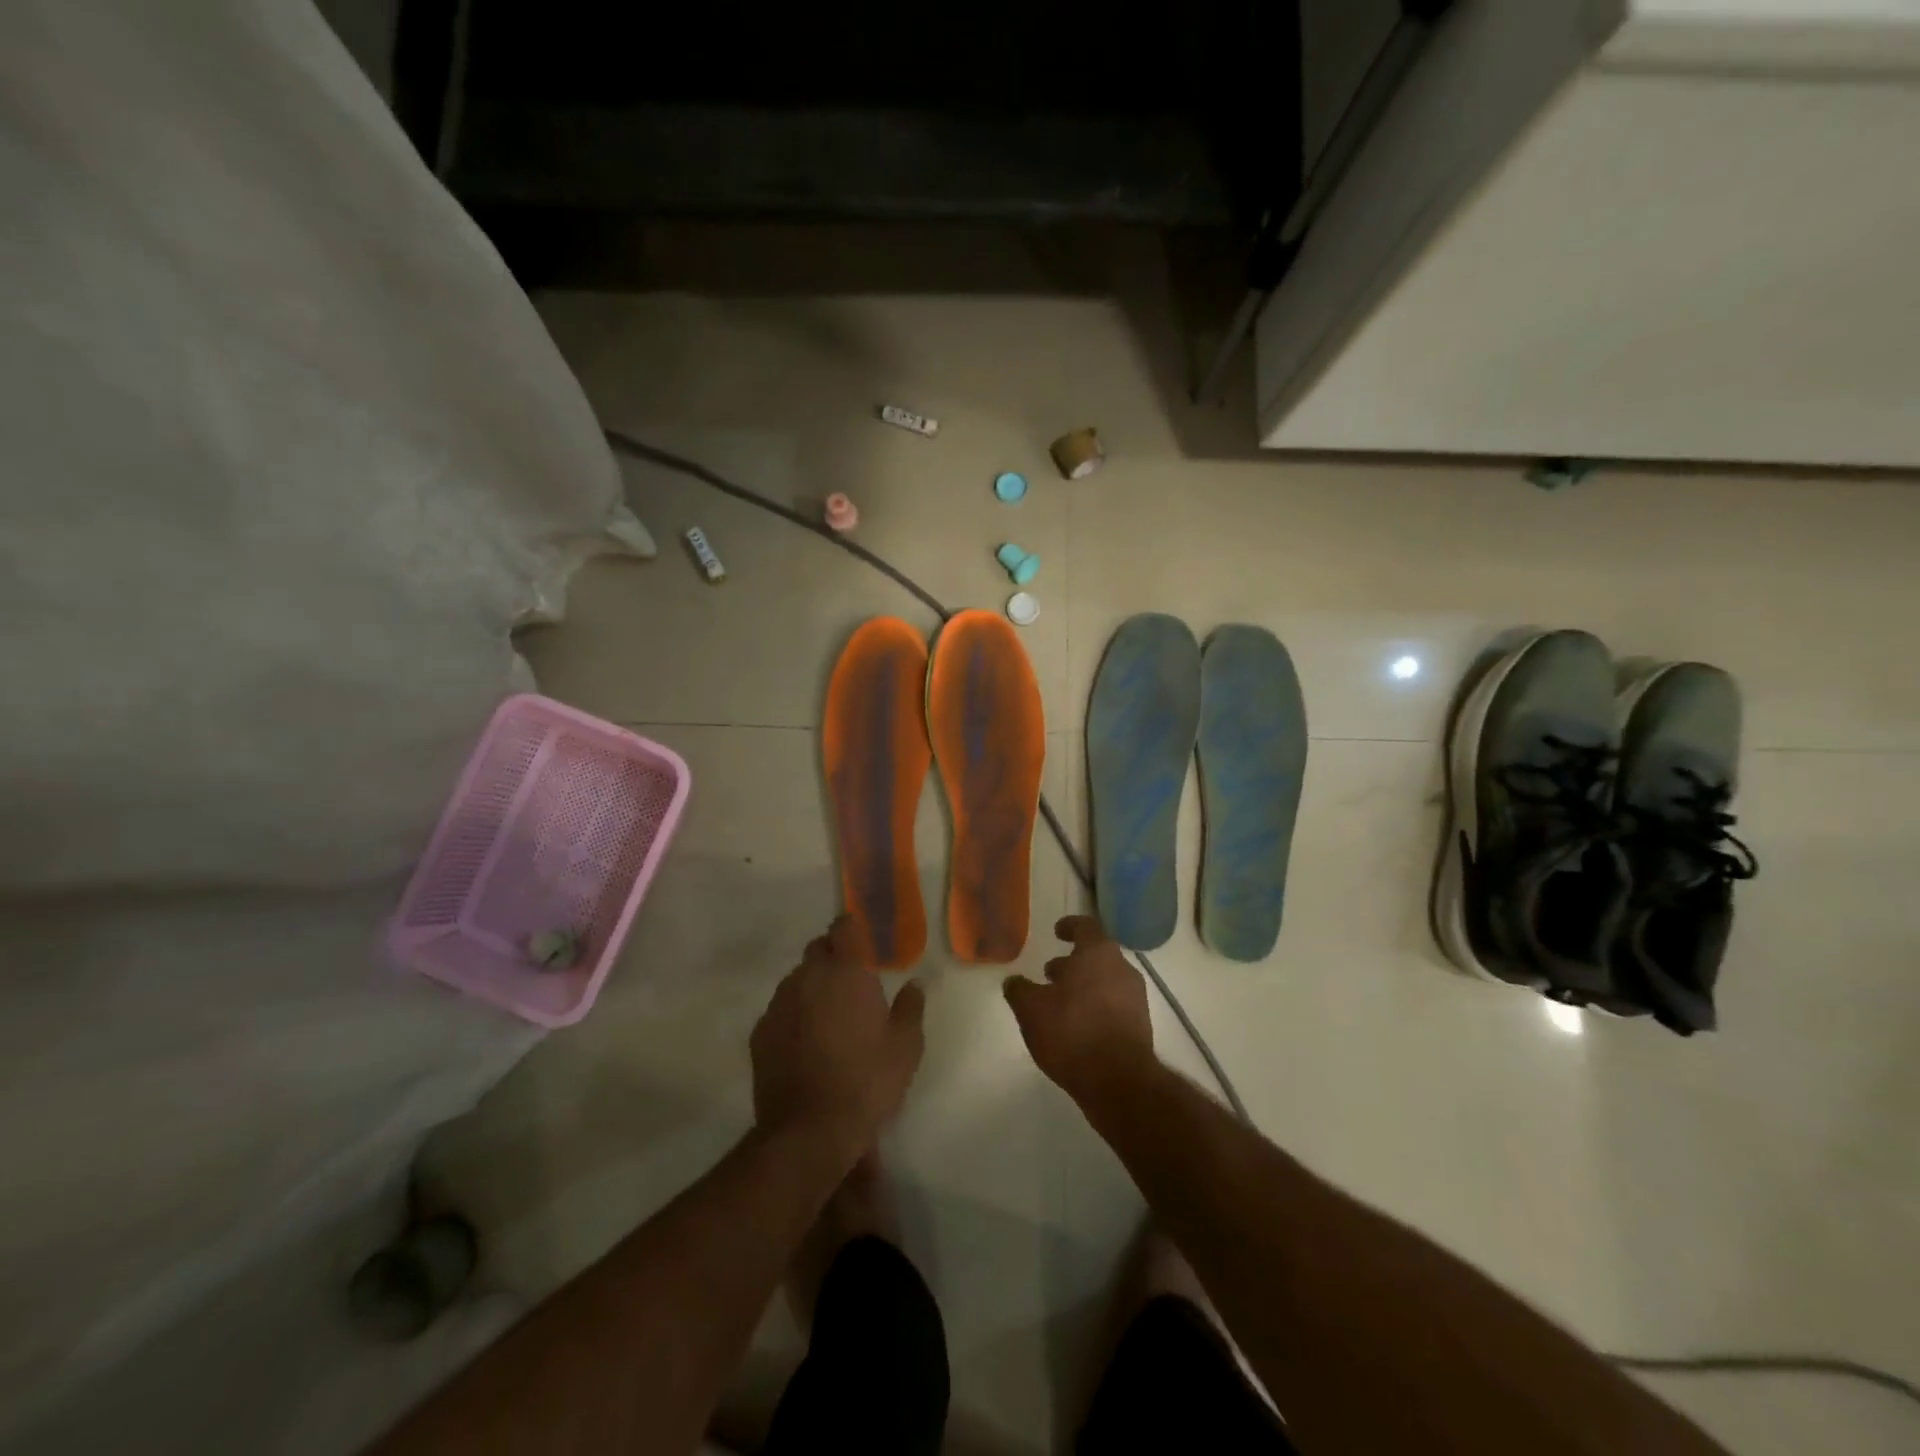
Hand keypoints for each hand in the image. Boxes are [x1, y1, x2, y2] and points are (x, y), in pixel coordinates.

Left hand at [751, 916, 925, 1160]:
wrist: (808, 1131)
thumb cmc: (866, 1082)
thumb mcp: (906, 1047)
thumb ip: (910, 1007)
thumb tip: (913, 984)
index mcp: (846, 972)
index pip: (844, 927)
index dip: (853, 930)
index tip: (864, 944)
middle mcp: (808, 977)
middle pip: (818, 950)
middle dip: (833, 957)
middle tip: (852, 985)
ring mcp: (779, 1004)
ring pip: (797, 980)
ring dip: (812, 988)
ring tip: (829, 1019)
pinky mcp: (760, 1033)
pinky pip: (780, 1011)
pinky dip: (793, 1017)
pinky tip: (806, 1045)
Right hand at [1003, 916, 1155, 1104]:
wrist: (1119, 1081)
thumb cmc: (1072, 1031)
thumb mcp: (1031, 1009)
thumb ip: (1019, 990)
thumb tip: (1014, 981)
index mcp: (1098, 953)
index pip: (1086, 926)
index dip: (1070, 926)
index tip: (1057, 932)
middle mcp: (1122, 968)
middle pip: (1096, 955)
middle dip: (1073, 963)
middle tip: (1050, 974)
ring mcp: (1136, 998)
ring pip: (1106, 981)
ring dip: (1083, 986)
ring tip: (1060, 1004)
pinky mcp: (1141, 1026)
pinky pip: (1114, 1005)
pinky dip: (1096, 1007)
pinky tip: (1077, 1027)